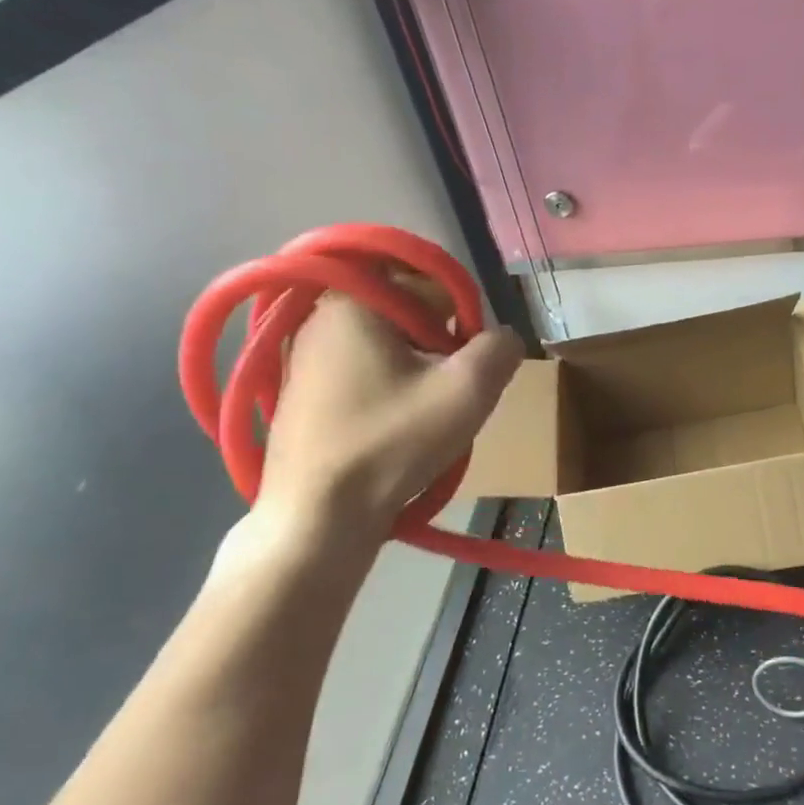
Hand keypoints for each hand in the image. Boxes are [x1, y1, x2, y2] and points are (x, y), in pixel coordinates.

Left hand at [254, 284, 523, 535]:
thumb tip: (502, 338)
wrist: (317, 518)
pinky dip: (388, 392)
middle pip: (409, 316)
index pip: (433, 287)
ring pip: (388, 347)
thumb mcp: (468, 391)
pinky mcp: (300, 391)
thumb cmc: (391, 443)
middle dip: (438, 350)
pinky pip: (364, 373)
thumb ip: (500, 349)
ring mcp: (303, 355)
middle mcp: (320, 315)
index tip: (460, 369)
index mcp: (353, 299)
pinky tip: (393, 430)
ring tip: (421, 418)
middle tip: (444, 397)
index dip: (461, 325)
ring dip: (416, 374)